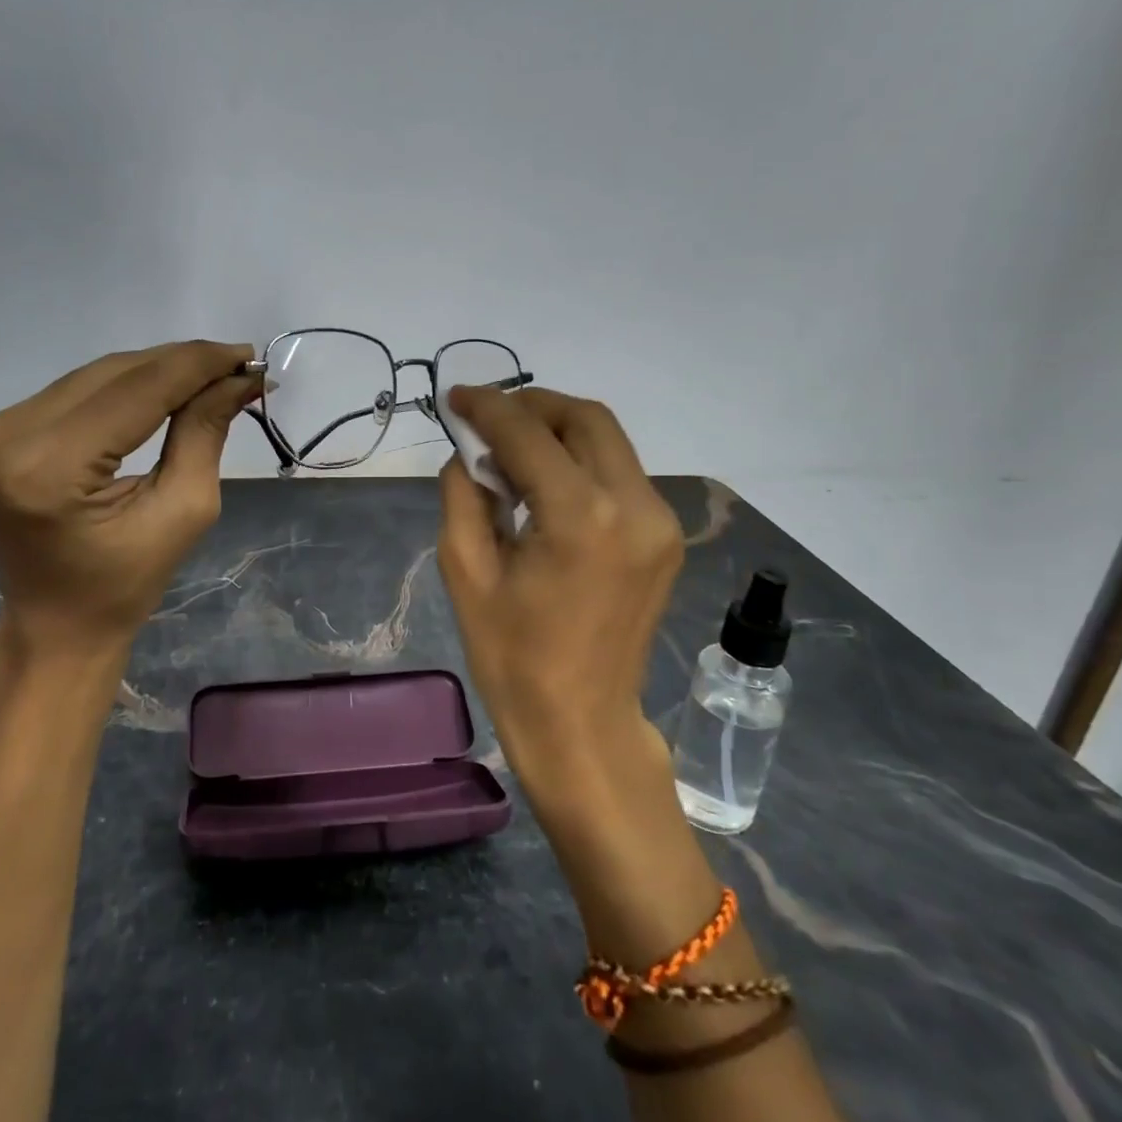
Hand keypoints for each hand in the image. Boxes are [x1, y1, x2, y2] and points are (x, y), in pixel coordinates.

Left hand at [0, 341, 258, 661]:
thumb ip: (205, 432)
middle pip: (113, 374)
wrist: (55, 625)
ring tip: (209, 375)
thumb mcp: (183, 510)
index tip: (249, 355)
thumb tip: (240, 378)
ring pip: (94, 376)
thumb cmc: (126, 584)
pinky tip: (163, 389)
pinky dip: (123, 387)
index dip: (198, 365)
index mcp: (47, 471)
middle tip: (237, 367)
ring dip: (155, 371)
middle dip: (181, 365)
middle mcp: (4, 439)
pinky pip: (74, 391)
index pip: (138, 391)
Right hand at [436, 387, 683, 789]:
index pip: (529, 434)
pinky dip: (580, 459)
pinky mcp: (665, 535)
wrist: (582, 723)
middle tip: (487, 418)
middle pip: (584, 418)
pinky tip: (546, 480)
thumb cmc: (512, 657)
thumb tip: (471, 450)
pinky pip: (619, 472)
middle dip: (531, 406)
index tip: (456, 398)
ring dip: (557, 429)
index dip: (488, 407)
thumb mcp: (465, 571)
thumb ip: (464, 493)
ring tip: (511, 448)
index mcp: (581, 518)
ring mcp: (659, 521)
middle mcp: (633, 506)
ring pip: (607, 440)